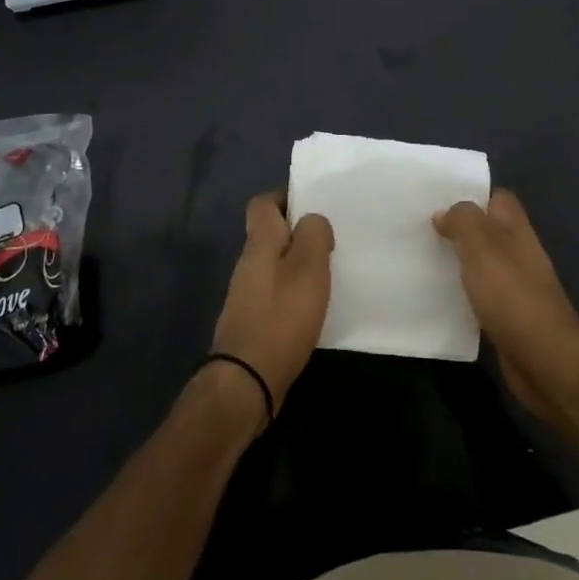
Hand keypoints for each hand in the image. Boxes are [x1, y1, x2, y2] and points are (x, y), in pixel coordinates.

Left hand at [210, 193, 333, 419]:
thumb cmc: (281, 318)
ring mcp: (247, 295)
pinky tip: (314, 307)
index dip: (285, 198)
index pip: (262, 204)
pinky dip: (294, 292)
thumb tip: (312, 220)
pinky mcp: (253, 322)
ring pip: (274, 265)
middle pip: (270, 235)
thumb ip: (314, 235)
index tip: (313, 206)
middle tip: (331, 241)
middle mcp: (248, 264)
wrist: (247, 381)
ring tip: (329, 273)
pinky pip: (276, 293)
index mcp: (259, 244)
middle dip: (298, 233)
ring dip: (298, 265)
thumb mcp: (308, 269)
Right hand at [433, 190, 578, 419]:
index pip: (498, 199)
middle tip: (421, 229)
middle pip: (488, 230)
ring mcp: (515, 286)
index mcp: (516, 230)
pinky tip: (438, 296)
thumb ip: (464, 221)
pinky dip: (462, 292)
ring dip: (458, 261)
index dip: (472, 196)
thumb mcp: (482, 247)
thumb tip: (445, 212)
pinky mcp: (507, 316)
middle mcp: (519, 253)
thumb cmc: (512, 295)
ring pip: (482, 263)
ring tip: (422, 258)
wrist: (544, 360)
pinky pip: (481, 294)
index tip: (438, 199)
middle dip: (459, 228)